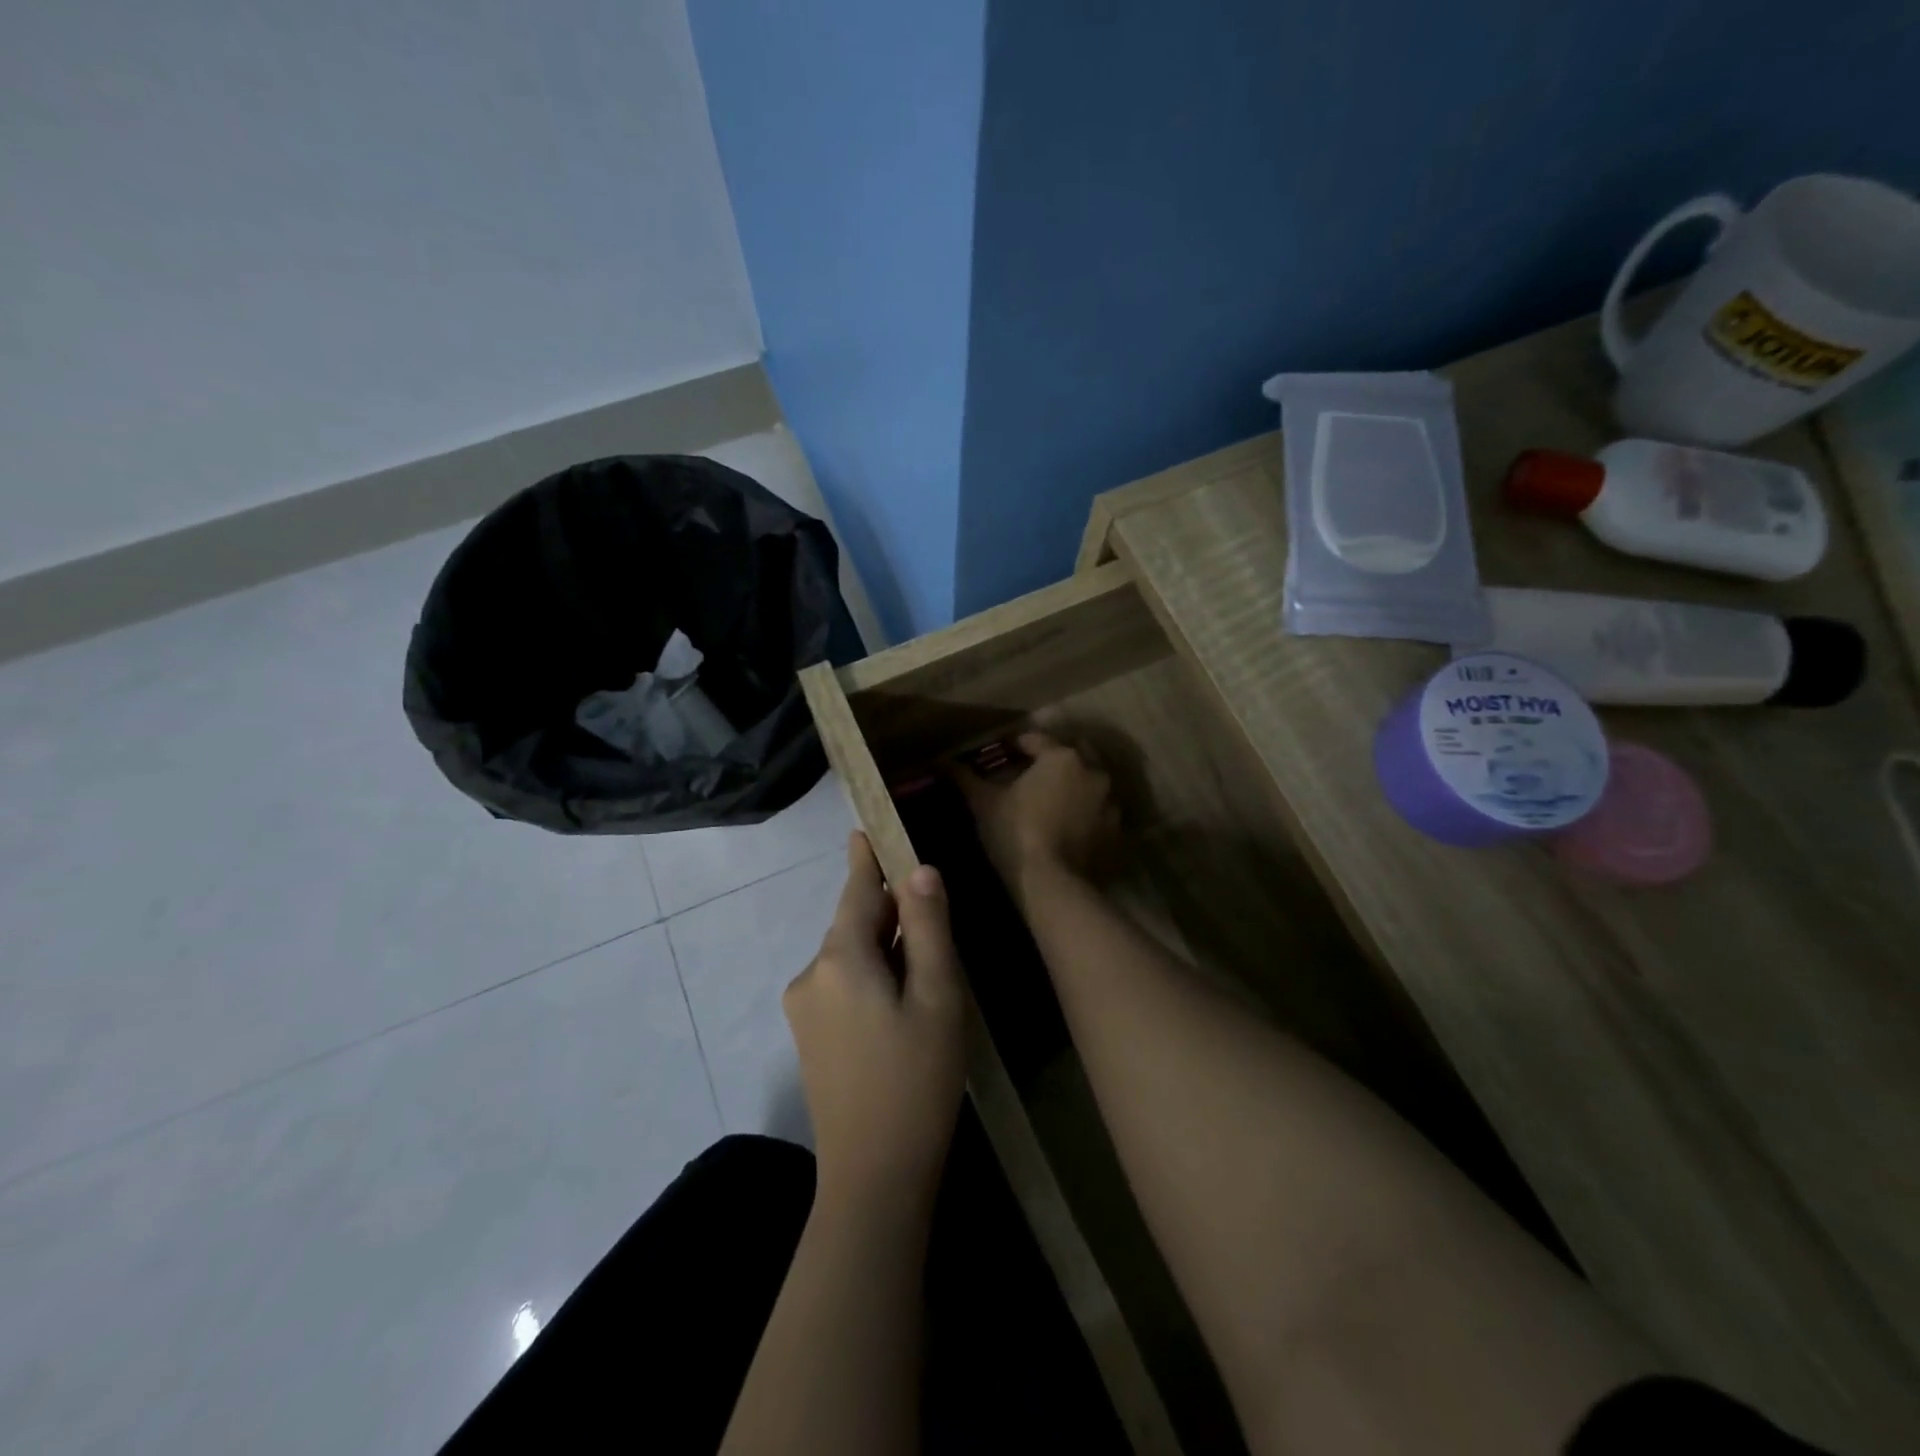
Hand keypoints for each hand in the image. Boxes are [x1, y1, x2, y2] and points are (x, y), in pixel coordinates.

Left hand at [784, 833, 966, 1207]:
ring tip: (926, 962)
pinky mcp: (809, 1037)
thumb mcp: (937, 998)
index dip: (867, 858)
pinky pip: (842, 983)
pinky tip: (901, 999)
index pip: (857, 890)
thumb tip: (920, 871)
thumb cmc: (916, 1081)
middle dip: (888, 909)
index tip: (866, 826)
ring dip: (883, 946)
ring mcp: (804, 1008)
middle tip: (929, 906)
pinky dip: (871, 974)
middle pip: (853, 922)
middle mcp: (811, 974)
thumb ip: (927, 929)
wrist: (873, 1178)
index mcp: (840, 959)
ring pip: (850, 955)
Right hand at [959, 730, 1119, 901]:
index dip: (1016, 745)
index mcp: (1062, 757)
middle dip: (1053, 759)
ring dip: (1073, 785)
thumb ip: (964, 778)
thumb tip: (942, 761)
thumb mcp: (984, 803)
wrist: (1053, 886)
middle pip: (1072, 754)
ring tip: (1050, 800)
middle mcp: (1093, 772)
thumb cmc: (1016, 833)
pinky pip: (1098, 812)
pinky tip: (1066, 826)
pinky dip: (1085, 812)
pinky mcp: (1116, 832)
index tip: (1001, 755)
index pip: (1036, 739)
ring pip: (1089, 782)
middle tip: (1030, 774)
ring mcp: (1110, 803)